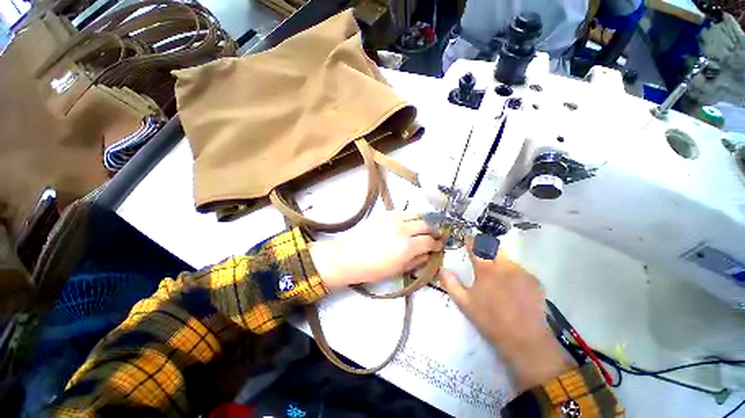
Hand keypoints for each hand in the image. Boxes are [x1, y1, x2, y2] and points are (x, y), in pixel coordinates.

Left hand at [309, 211, 442, 290]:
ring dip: (424, 221)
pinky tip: (410, 224)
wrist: (353, 257)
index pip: (429, 241)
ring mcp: (394, 219)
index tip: (438, 246)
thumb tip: (428, 253)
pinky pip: (404, 212)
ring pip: (417, 214)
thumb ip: (418, 260)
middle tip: (434, 236)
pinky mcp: (385, 214)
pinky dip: (411, 217)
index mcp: (408, 247)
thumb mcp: (400, 269)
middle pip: (426, 225)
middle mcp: (403, 229)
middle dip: (433, 231)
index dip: (436, 244)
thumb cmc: (376, 269)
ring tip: (424, 227)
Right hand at [439, 239, 574, 391]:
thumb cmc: (490, 321)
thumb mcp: (466, 305)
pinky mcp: (534, 280)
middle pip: (496, 248)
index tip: (468, 239)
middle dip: (489, 249)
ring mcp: (522, 271)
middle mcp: (506, 265)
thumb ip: (452, 285)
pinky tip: (516, 294)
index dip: (471, 242)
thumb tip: (443, 269)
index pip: (477, 247)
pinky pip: (522, 274)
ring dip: (503, 266)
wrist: (522, 335)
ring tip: (502, 284)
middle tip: (484, 258)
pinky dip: (516, 279)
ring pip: (510, 262)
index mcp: (487, 270)